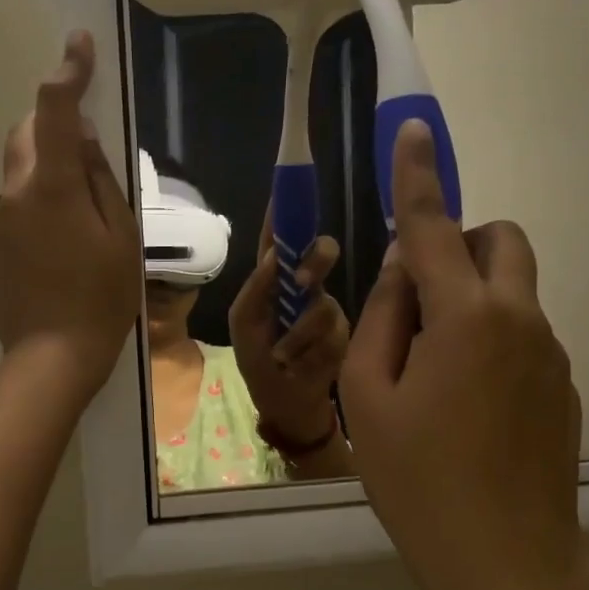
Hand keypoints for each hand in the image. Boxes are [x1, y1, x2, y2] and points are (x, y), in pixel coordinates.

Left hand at [0, 33, 141, 407]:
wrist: (52, 357)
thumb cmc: (102, 298)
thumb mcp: (121, 236)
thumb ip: (102, 180)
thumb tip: (86, 138)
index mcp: (53, 187)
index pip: (54, 111)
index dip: (68, 72)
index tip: (78, 43)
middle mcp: (14, 194)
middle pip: (24, 136)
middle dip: (50, 129)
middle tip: (84, 155)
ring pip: (20, 178)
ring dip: (45, 179)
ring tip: (76, 226)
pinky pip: (12, 213)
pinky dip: (33, 214)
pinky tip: (55, 255)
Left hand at [229, 214, 350, 446]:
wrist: (287, 404)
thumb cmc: (258, 361)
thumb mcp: (244, 326)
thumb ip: (254, 291)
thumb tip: (273, 257)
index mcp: (273, 279)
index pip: (279, 237)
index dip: (285, 211)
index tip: (290, 184)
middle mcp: (304, 285)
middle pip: (319, 252)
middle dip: (315, 261)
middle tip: (303, 281)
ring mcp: (326, 307)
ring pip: (324, 301)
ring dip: (299, 334)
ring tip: (285, 356)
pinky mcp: (344, 332)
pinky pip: (333, 331)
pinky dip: (312, 351)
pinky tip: (303, 365)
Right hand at [341, 121, 588, 589]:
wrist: (506, 565)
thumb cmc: (417, 481)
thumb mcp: (368, 396)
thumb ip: (383, 316)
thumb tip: (404, 267)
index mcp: (466, 316)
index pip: (436, 226)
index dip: (418, 176)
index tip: (412, 130)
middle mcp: (520, 319)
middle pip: (502, 241)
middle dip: (462, 244)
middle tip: (417, 296)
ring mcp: (552, 353)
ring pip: (513, 290)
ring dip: (472, 297)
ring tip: (432, 371)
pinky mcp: (564, 386)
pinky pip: (525, 333)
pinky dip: (492, 337)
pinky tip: (465, 405)